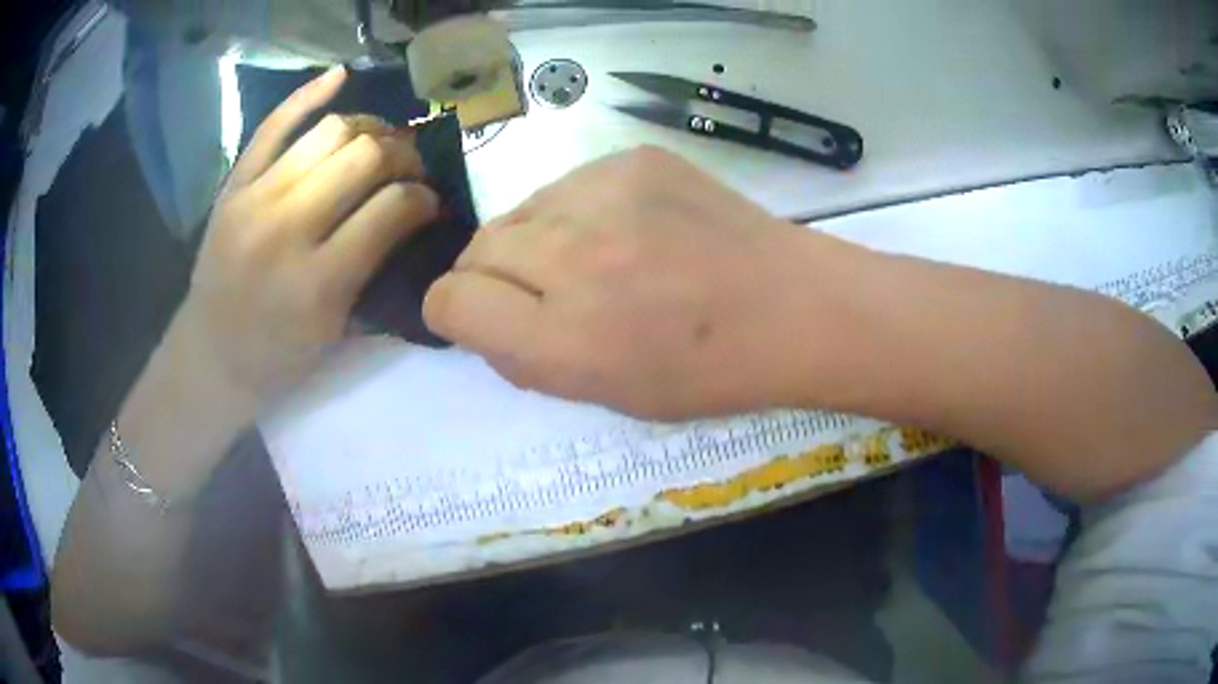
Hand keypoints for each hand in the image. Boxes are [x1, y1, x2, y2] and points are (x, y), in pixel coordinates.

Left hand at [172, 67, 439, 404]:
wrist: (211, 355)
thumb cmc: (279, 357)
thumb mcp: (337, 335)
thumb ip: (379, 274)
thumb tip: (419, 218)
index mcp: (317, 284)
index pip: (392, 210)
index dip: (423, 198)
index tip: (430, 203)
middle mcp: (285, 231)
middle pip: (364, 157)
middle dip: (403, 155)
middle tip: (410, 168)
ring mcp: (254, 200)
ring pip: (329, 131)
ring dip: (369, 128)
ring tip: (378, 142)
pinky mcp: (233, 185)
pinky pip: (273, 125)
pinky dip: (308, 95)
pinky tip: (340, 78)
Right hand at [424, 147, 861, 418]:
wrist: (791, 307)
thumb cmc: (705, 371)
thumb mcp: (604, 395)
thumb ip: (524, 356)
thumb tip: (475, 316)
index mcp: (566, 339)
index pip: (450, 301)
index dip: (456, 311)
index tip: (484, 317)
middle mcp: (574, 257)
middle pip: (477, 248)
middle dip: (495, 276)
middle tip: (544, 293)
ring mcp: (606, 194)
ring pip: (519, 211)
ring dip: (535, 240)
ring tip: (593, 259)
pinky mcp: (633, 158)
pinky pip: (568, 185)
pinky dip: (578, 211)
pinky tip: (629, 229)